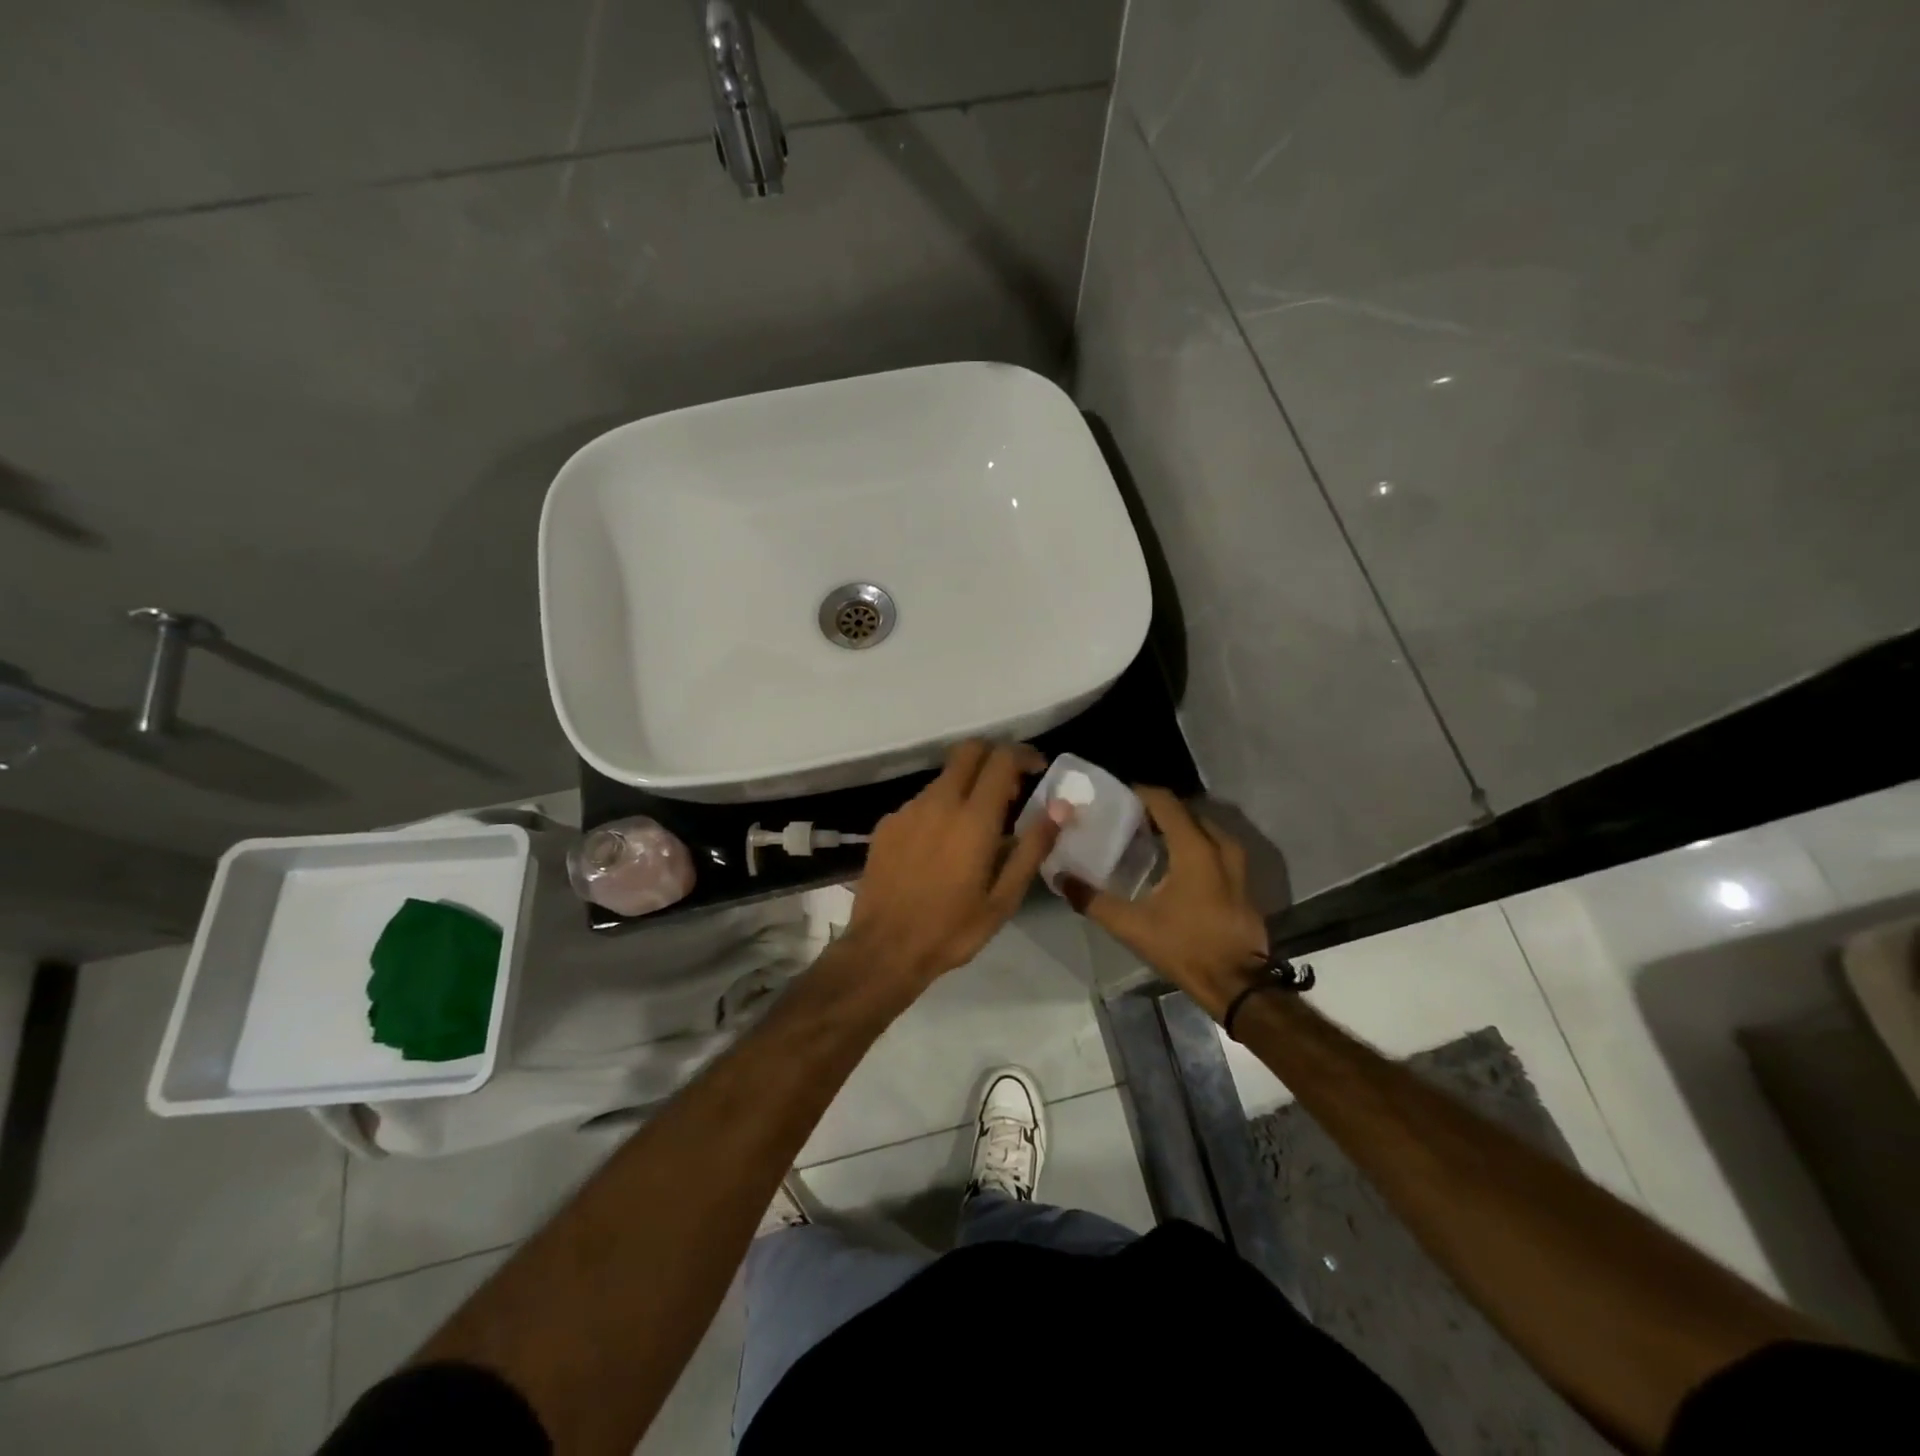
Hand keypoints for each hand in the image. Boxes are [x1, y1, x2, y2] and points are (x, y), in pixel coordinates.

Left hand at [844, 741, 1064, 987]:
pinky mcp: (887, 823)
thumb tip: (1061, 807)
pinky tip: (942, 845)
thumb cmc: (952, 929)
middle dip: (994, 756)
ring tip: (977, 826)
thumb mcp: (1004, 898)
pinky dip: (941, 808)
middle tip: (1009, 789)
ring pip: (944, 777)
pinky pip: (922, 801)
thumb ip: (1033, 847)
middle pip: (968, 751)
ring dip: (967, 786)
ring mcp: (908, 810)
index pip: (1001, 759)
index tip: (1038, 769)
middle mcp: (939, 802)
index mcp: (973, 818)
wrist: (884, 948)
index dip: (1024, 755)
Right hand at [1062, 787, 1269, 1017]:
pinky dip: (1194, 845)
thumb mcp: (1132, 926)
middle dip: (1157, 809)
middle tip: (1127, 818)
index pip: (1165, 802)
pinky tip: (1173, 864)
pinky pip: (1215, 848)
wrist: (1237, 985)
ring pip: (1204, 829)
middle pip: (1186, 812)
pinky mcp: (1243, 883)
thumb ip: (1092, 900)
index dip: (1140, 793)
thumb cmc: (1185, 947)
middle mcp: (1219, 847)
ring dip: (1178, 828)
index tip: (1116, 796)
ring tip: (1148, 838)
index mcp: (1195, 848)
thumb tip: (1060, 878)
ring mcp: (1237, 865)